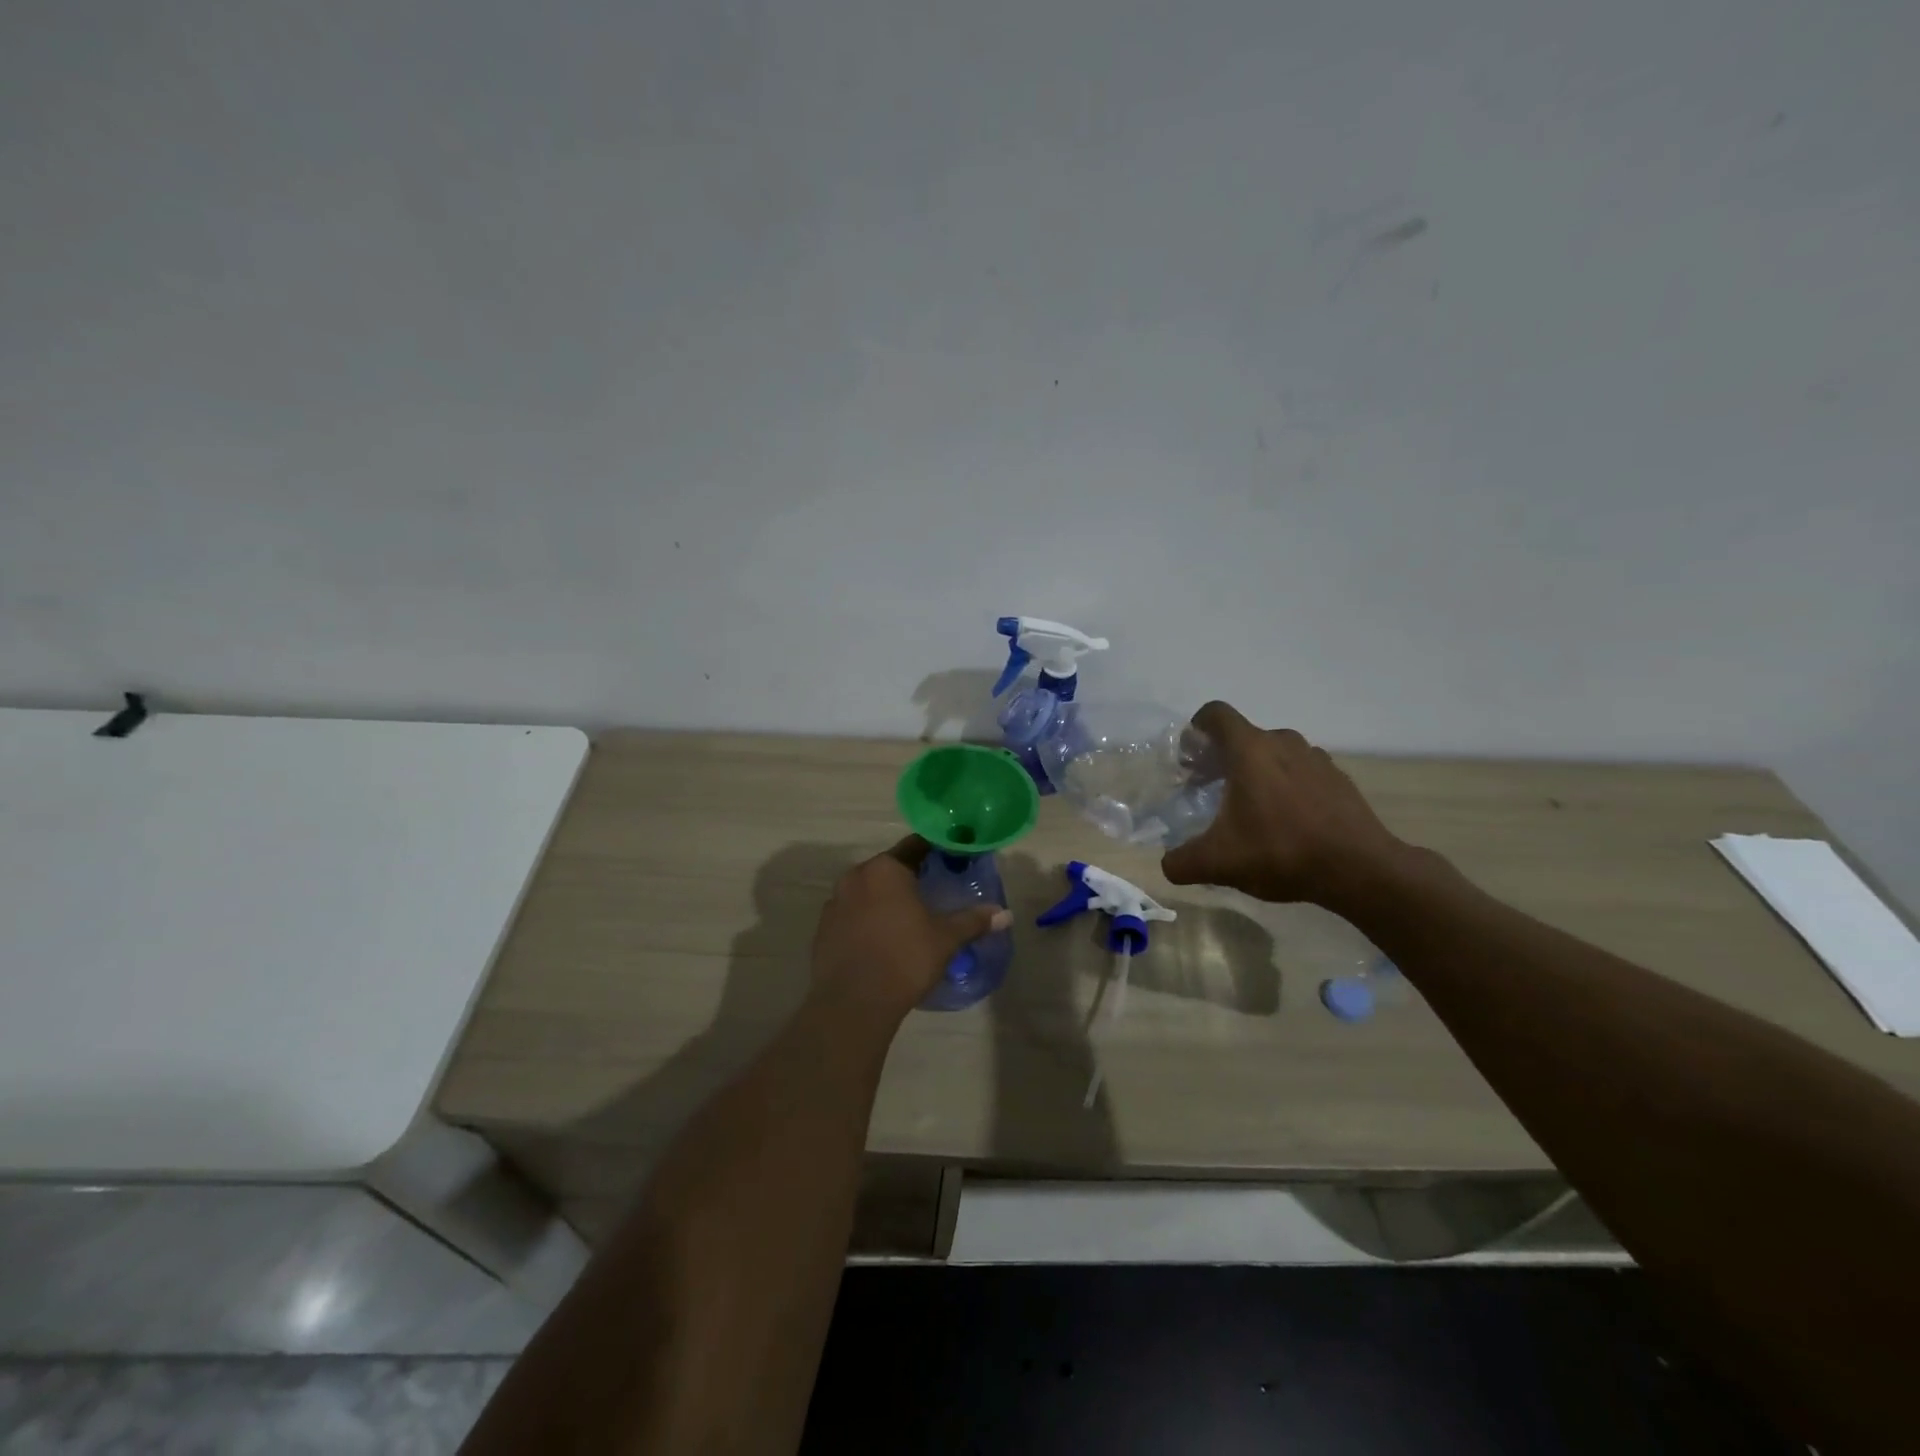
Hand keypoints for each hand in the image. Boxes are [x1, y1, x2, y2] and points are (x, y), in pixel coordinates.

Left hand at [811, 838, 1010, 1019]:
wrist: (852, 1003)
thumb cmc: (904, 958)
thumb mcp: (945, 938)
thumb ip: (973, 920)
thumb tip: (1004, 913)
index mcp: (885, 868)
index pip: (915, 846)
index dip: (937, 851)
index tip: (953, 860)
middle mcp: (855, 876)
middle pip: (890, 868)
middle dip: (911, 877)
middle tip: (934, 892)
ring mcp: (834, 903)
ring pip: (868, 891)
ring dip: (887, 900)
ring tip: (909, 920)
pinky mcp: (823, 929)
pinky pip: (852, 915)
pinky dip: (868, 920)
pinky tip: (883, 942)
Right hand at [1162, 702, 1411, 909]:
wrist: (1359, 869)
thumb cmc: (1281, 851)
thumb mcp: (1218, 863)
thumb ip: (1181, 862)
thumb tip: (1169, 864)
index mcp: (1249, 750)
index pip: (1216, 714)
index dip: (1197, 728)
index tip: (1190, 757)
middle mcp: (1283, 743)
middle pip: (1244, 736)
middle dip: (1222, 758)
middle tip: (1211, 790)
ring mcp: (1316, 759)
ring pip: (1275, 753)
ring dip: (1257, 772)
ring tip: (1251, 808)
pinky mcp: (1339, 779)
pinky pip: (1302, 772)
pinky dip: (1287, 787)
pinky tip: (1286, 822)